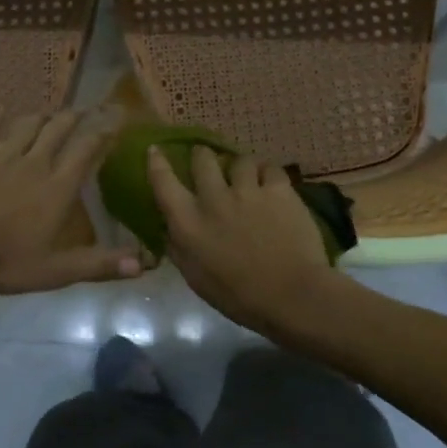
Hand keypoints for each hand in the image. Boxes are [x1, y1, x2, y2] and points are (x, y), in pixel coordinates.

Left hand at [0, 108, 141, 296]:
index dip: (102, 132)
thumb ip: (101, 264)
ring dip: (40, 117)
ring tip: (48, 113)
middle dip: (72, 118)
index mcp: (58, 187)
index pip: (86, 150)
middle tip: (82, 111)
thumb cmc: (6, 262)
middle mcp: (34, 164)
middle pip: (57, 130)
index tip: (114, 120)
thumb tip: (143, 265)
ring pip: (26, 127)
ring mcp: (1, 160)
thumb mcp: (58, 270)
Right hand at [147, 145, 343, 336]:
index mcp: (188, 223)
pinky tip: (272, 185)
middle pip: (202, 159)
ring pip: (239, 160)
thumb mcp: (196, 278)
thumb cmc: (238, 296)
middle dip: (202, 156)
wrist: (291, 295)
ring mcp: (248, 190)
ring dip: (239, 167)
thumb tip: (169, 228)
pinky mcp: (279, 189)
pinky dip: (268, 175)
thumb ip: (179, 248)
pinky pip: (270, 169)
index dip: (157, 163)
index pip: (163, 182)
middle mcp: (213, 199)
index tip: (155, 150)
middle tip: (207, 161)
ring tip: (246, 176)